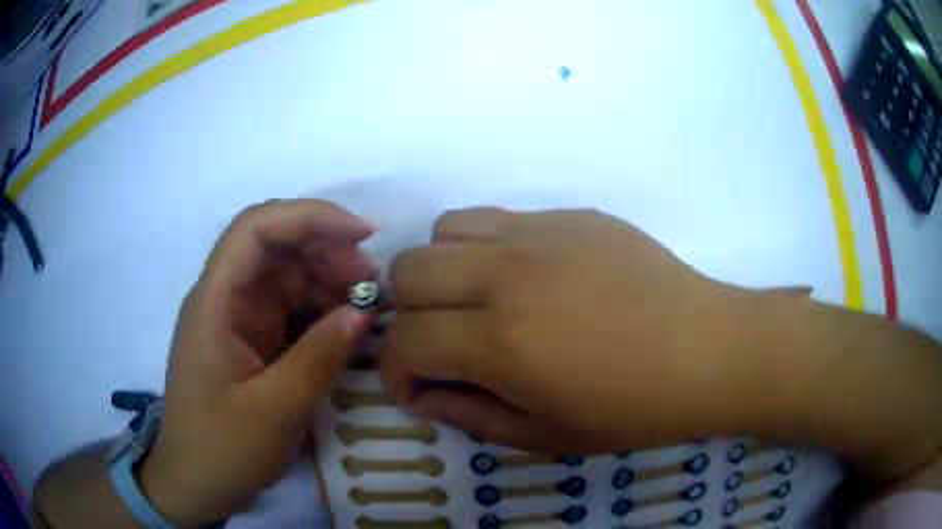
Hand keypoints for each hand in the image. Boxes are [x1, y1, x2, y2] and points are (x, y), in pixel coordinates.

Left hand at [138, 199, 376, 525]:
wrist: (196, 485)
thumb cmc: (221, 451)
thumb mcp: (273, 411)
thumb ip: (318, 358)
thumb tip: (364, 312)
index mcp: (214, 302)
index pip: (255, 229)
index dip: (308, 217)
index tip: (361, 235)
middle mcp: (224, 299)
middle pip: (275, 246)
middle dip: (326, 250)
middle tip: (373, 281)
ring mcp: (239, 320)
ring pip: (287, 275)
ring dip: (329, 280)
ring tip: (369, 305)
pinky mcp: (253, 341)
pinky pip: (291, 309)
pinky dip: (323, 310)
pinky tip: (349, 326)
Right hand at [379, 208, 794, 453]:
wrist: (707, 350)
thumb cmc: (633, 409)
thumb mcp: (545, 436)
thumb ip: (469, 416)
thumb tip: (423, 395)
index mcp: (502, 342)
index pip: (405, 340)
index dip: (395, 370)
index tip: (416, 388)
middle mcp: (508, 275)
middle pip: (408, 271)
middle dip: (408, 315)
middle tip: (440, 344)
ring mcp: (540, 234)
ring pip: (444, 230)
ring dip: (441, 272)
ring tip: (473, 302)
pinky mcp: (570, 215)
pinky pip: (498, 218)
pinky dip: (484, 249)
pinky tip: (523, 278)